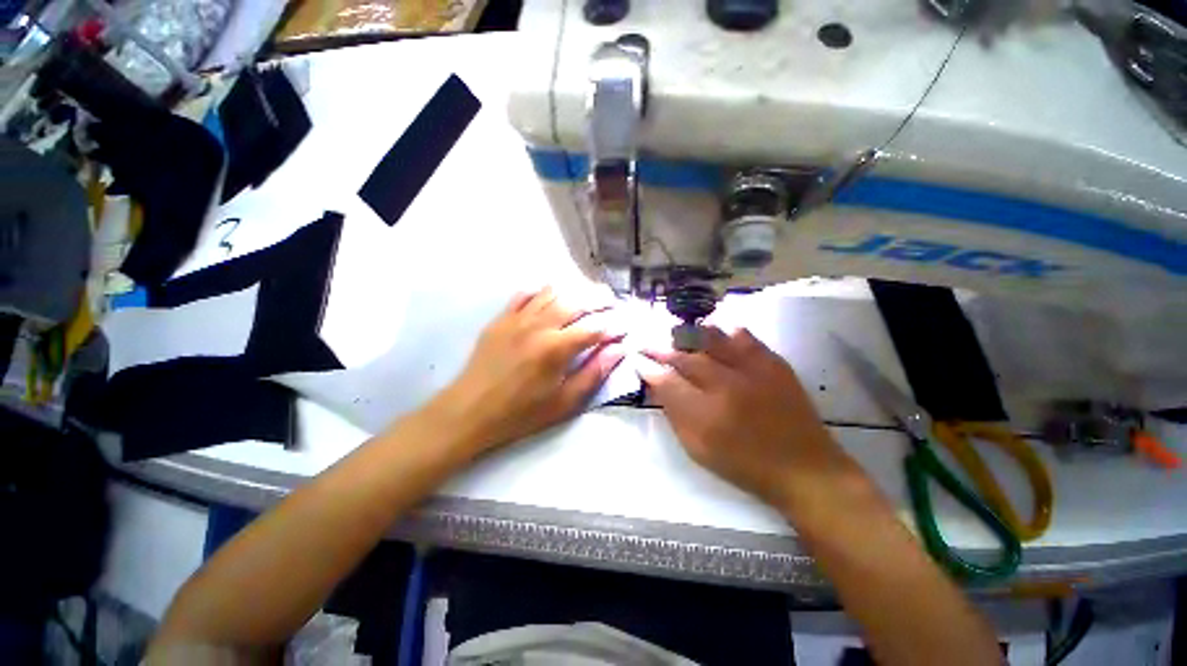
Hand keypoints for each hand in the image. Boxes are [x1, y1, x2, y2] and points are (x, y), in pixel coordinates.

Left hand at [433, 288, 624, 455]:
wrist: (470, 411)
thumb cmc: (521, 413)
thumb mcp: (564, 402)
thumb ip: (594, 373)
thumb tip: (619, 350)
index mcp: (557, 348)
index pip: (595, 327)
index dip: (614, 325)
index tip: (624, 327)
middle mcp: (539, 325)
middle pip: (576, 301)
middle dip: (598, 299)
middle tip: (611, 300)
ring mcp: (518, 318)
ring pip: (552, 292)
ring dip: (574, 291)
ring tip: (587, 294)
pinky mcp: (501, 318)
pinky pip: (525, 294)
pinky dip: (542, 291)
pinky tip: (551, 296)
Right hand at [640, 327, 853, 510]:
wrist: (803, 468)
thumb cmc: (744, 465)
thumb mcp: (698, 449)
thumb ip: (675, 415)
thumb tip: (658, 386)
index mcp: (705, 415)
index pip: (666, 382)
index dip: (649, 368)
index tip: (638, 360)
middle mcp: (726, 386)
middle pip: (685, 358)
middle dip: (662, 349)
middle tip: (649, 344)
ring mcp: (752, 371)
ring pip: (712, 340)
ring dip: (689, 336)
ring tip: (678, 334)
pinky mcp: (774, 364)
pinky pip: (744, 337)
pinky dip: (726, 332)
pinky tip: (717, 333)